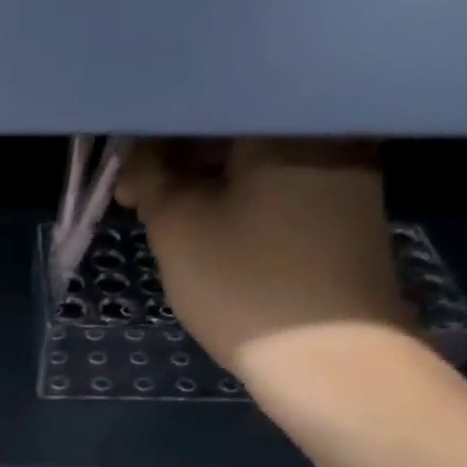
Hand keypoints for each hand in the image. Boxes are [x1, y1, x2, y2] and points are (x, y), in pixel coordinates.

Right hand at [115, 140, 414, 380]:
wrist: (330, 360)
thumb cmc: (247, 286)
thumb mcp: (179, 229)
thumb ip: (151, 180)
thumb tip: (135, 154)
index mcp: (284, 120)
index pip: (202, 106)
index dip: (151, 135)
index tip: (121, 172)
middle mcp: (325, 129)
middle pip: (233, 129)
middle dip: (177, 161)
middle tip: (136, 198)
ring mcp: (345, 171)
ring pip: (254, 162)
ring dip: (204, 183)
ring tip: (164, 218)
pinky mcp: (345, 212)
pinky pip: (278, 188)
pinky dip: (237, 201)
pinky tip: (209, 230)